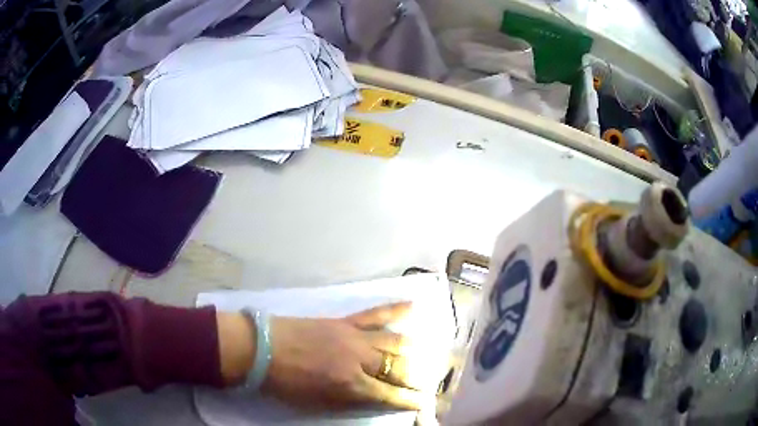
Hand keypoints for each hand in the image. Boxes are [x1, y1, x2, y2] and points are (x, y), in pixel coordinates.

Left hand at [261, 302, 435, 410]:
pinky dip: (396, 310)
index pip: (390, 395)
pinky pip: (375, 314)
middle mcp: (360, 361)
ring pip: (394, 342)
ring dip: (413, 350)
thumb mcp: (318, 402)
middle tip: (427, 380)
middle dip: (415, 377)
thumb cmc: (287, 383)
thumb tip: (374, 399)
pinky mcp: (344, 322)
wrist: (262, 348)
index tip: (424, 403)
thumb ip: (349, 401)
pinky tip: (413, 306)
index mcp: (351, 385)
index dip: (409, 401)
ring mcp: (354, 338)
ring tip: (426, 353)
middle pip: (398, 368)